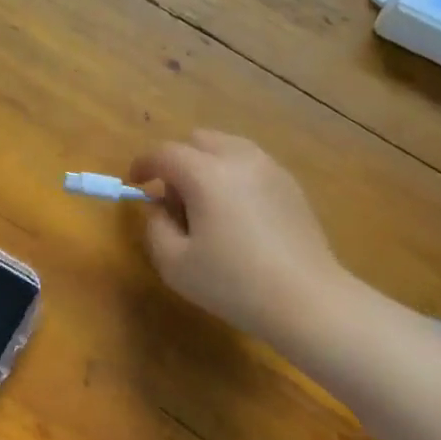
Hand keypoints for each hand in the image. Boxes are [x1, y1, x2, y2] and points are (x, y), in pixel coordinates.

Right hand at [130, 132, 342, 343]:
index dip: (143, 164)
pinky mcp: (291, 185)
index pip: (165, 153)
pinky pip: (251, 165)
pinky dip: (233, 176)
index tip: (134, 183)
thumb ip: (156, 228)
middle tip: (173, 199)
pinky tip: (236, 214)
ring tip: (206, 206)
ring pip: (228, 148)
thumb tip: (159, 208)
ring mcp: (270, 169)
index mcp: (206, 174)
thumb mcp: (175, 264)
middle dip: (178, 161)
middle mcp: (239, 159)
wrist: (306, 299)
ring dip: (207, 165)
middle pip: (199, 140)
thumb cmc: (233, 283)